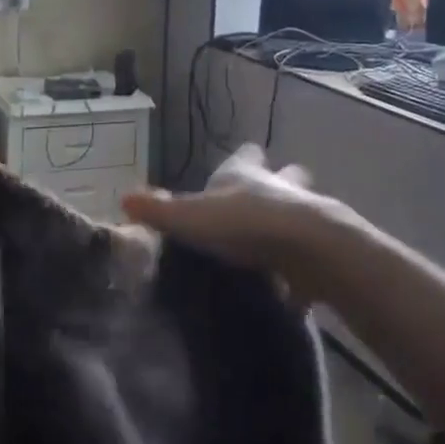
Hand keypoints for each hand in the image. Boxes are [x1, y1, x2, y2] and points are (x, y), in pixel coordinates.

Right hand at [121, 145, 373, 301]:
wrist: (308, 248)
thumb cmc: (244, 222)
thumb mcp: (191, 217)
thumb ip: (160, 210)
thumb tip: (122, 198)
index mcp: (245, 175)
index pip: (245, 155)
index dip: (243, 157)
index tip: (244, 155)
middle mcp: (279, 188)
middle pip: (284, 176)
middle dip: (278, 182)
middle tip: (265, 197)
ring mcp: (307, 217)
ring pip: (302, 210)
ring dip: (291, 222)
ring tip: (277, 243)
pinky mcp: (322, 251)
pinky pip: (311, 256)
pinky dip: (303, 267)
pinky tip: (292, 288)